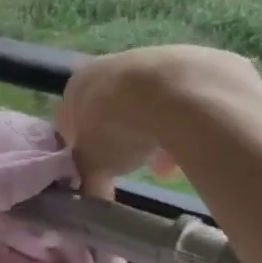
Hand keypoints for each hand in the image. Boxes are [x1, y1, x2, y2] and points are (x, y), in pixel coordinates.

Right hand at [56, 46, 255, 195]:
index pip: (70, 120)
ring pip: (149, 107)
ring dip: (155, 137)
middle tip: (132, 166)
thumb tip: (92, 202)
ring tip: (166, 168)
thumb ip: (89, 182)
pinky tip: (191, 150)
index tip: (95, 169)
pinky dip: (183, 126)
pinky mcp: (190, 63)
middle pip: (113, 111)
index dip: (82, 148)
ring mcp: (152, 60)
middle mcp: (111, 66)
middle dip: (123, 141)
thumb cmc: (117, 127)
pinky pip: (181, 103)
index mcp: (79, 85)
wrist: (174, 94)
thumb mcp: (94, 165)